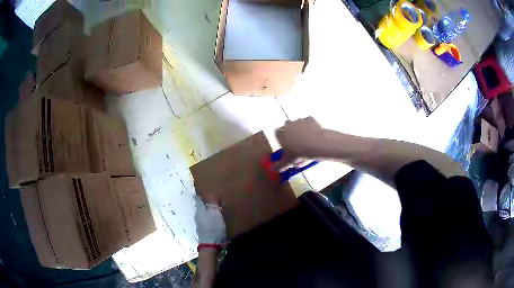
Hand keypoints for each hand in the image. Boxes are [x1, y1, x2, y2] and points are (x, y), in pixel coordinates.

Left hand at [194, 194, 225, 251]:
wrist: (210, 244)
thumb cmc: (213, 227)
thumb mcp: (216, 213)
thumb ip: (213, 203)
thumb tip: (210, 192)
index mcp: (199, 209)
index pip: (198, 199)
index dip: (201, 195)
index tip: (205, 192)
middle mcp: (197, 215)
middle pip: (200, 206)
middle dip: (205, 202)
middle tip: (213, 199)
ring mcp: (199, 223)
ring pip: (202, 213)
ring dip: (207, 210)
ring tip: (215, 209)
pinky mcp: (202, 230)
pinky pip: (205, 219)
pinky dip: (209, 217)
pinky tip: (214, 219)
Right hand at [275, 117, 326, 168]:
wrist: (317, 143)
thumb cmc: (300, 152)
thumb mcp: (288, 161)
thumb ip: (280, 164)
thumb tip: (273, 168)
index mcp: (280, 133)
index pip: (277, 135)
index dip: (282, 142)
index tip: (287, 149)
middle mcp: (288, 124)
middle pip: (288, 130)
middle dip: (292, 137)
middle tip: (298, 149)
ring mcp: (299, 120)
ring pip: (298, 127)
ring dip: (301, 133)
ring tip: (308, 145)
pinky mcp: (310, 118)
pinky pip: (308, 124)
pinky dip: (310, 129)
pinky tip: (314, 138)